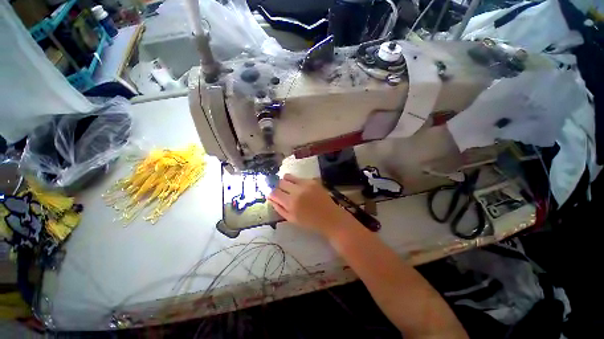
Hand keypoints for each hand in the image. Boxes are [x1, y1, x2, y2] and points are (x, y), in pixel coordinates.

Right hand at [268, 174, 356, 237]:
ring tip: (290, 189)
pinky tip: (301, 189)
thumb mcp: (291, 219)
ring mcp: (306, 183)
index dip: (271, 193)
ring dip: (286, 182)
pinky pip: (299, 178)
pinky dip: (296, 182)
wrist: (330, 217)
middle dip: (278, 187)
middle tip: (282, 192)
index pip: (274, 192)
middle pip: (280, 182)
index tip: (272, 194)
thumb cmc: (310, 222)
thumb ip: (279, 208)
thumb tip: (270, 197)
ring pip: (288, 176)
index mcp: (291, 203)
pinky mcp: (313, 180)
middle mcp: (297, 190)